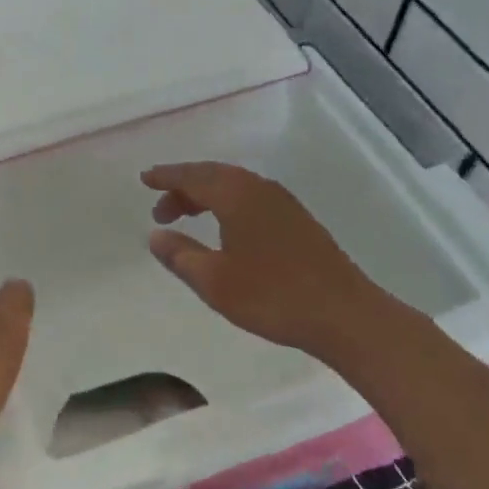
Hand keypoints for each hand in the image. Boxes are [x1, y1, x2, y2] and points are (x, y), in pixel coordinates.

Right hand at [144, 162, 400, 360]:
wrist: (344, 313)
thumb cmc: (273, 296)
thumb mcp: (215, 281)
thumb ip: (181, 255)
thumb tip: (156, 236)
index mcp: (236, 195)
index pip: (192, 176)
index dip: (166, 177)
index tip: (144, 179)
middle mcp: (259, 188)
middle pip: (213, 176)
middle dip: (183, 187)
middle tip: (160, 208)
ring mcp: (282, 202)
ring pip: (234, 186)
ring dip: (206, 196)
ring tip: (186, 217)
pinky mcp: (297, 219)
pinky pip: (250, 197)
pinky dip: (227, 204)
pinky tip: (225, 228)